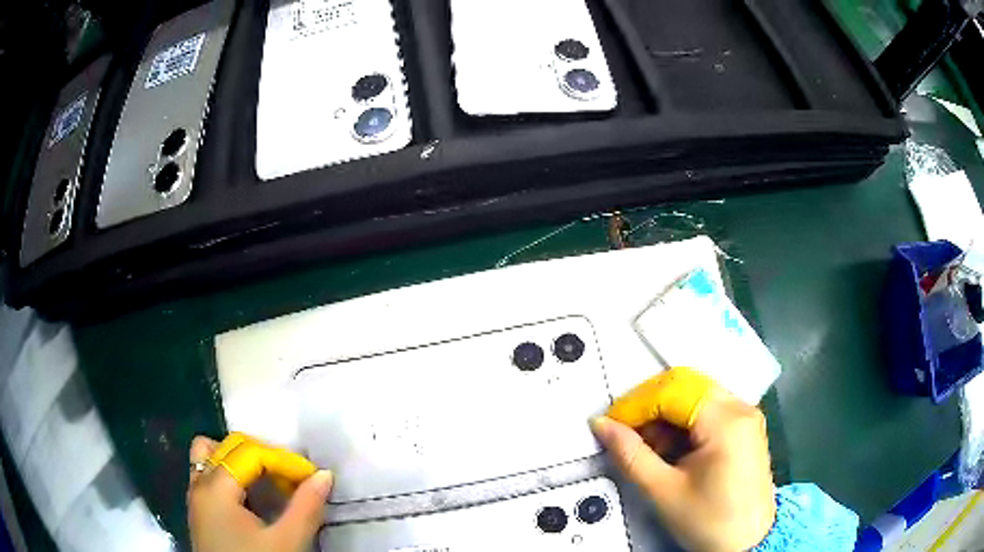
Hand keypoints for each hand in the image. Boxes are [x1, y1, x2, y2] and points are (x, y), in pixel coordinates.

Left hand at [187, 435, 333, 551]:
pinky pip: (209, 473)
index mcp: (215, 487)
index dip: (285, 461)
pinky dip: (231, 474)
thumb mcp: (287, 543)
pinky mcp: (199, 510)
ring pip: (212, 455)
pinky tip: (252, 498)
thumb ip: (306, 508)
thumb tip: (324, 475)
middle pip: (231, 446)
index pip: (252, 453)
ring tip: (269, 482)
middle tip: (294, 480)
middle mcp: (199, 482)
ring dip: (243, 461)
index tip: (313, 478)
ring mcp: (195, 495)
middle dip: (266, 456)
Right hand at [592, 371, 775, 551]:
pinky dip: (683, 423)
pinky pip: (708, 410)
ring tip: (648, 448)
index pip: (672, 391)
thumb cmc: (708, 521)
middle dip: (649, 406)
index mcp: (726, 421)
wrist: (747, 542)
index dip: (635, 404)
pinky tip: (671, 449)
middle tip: (625, 434)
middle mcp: (741, 408)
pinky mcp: (745, 427)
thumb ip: (630, 454)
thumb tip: (602, 425)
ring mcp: (746, 416)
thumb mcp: (664, 491)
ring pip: (695, 396)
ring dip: (665, 415)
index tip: (610, 425)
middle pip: (686, 386)